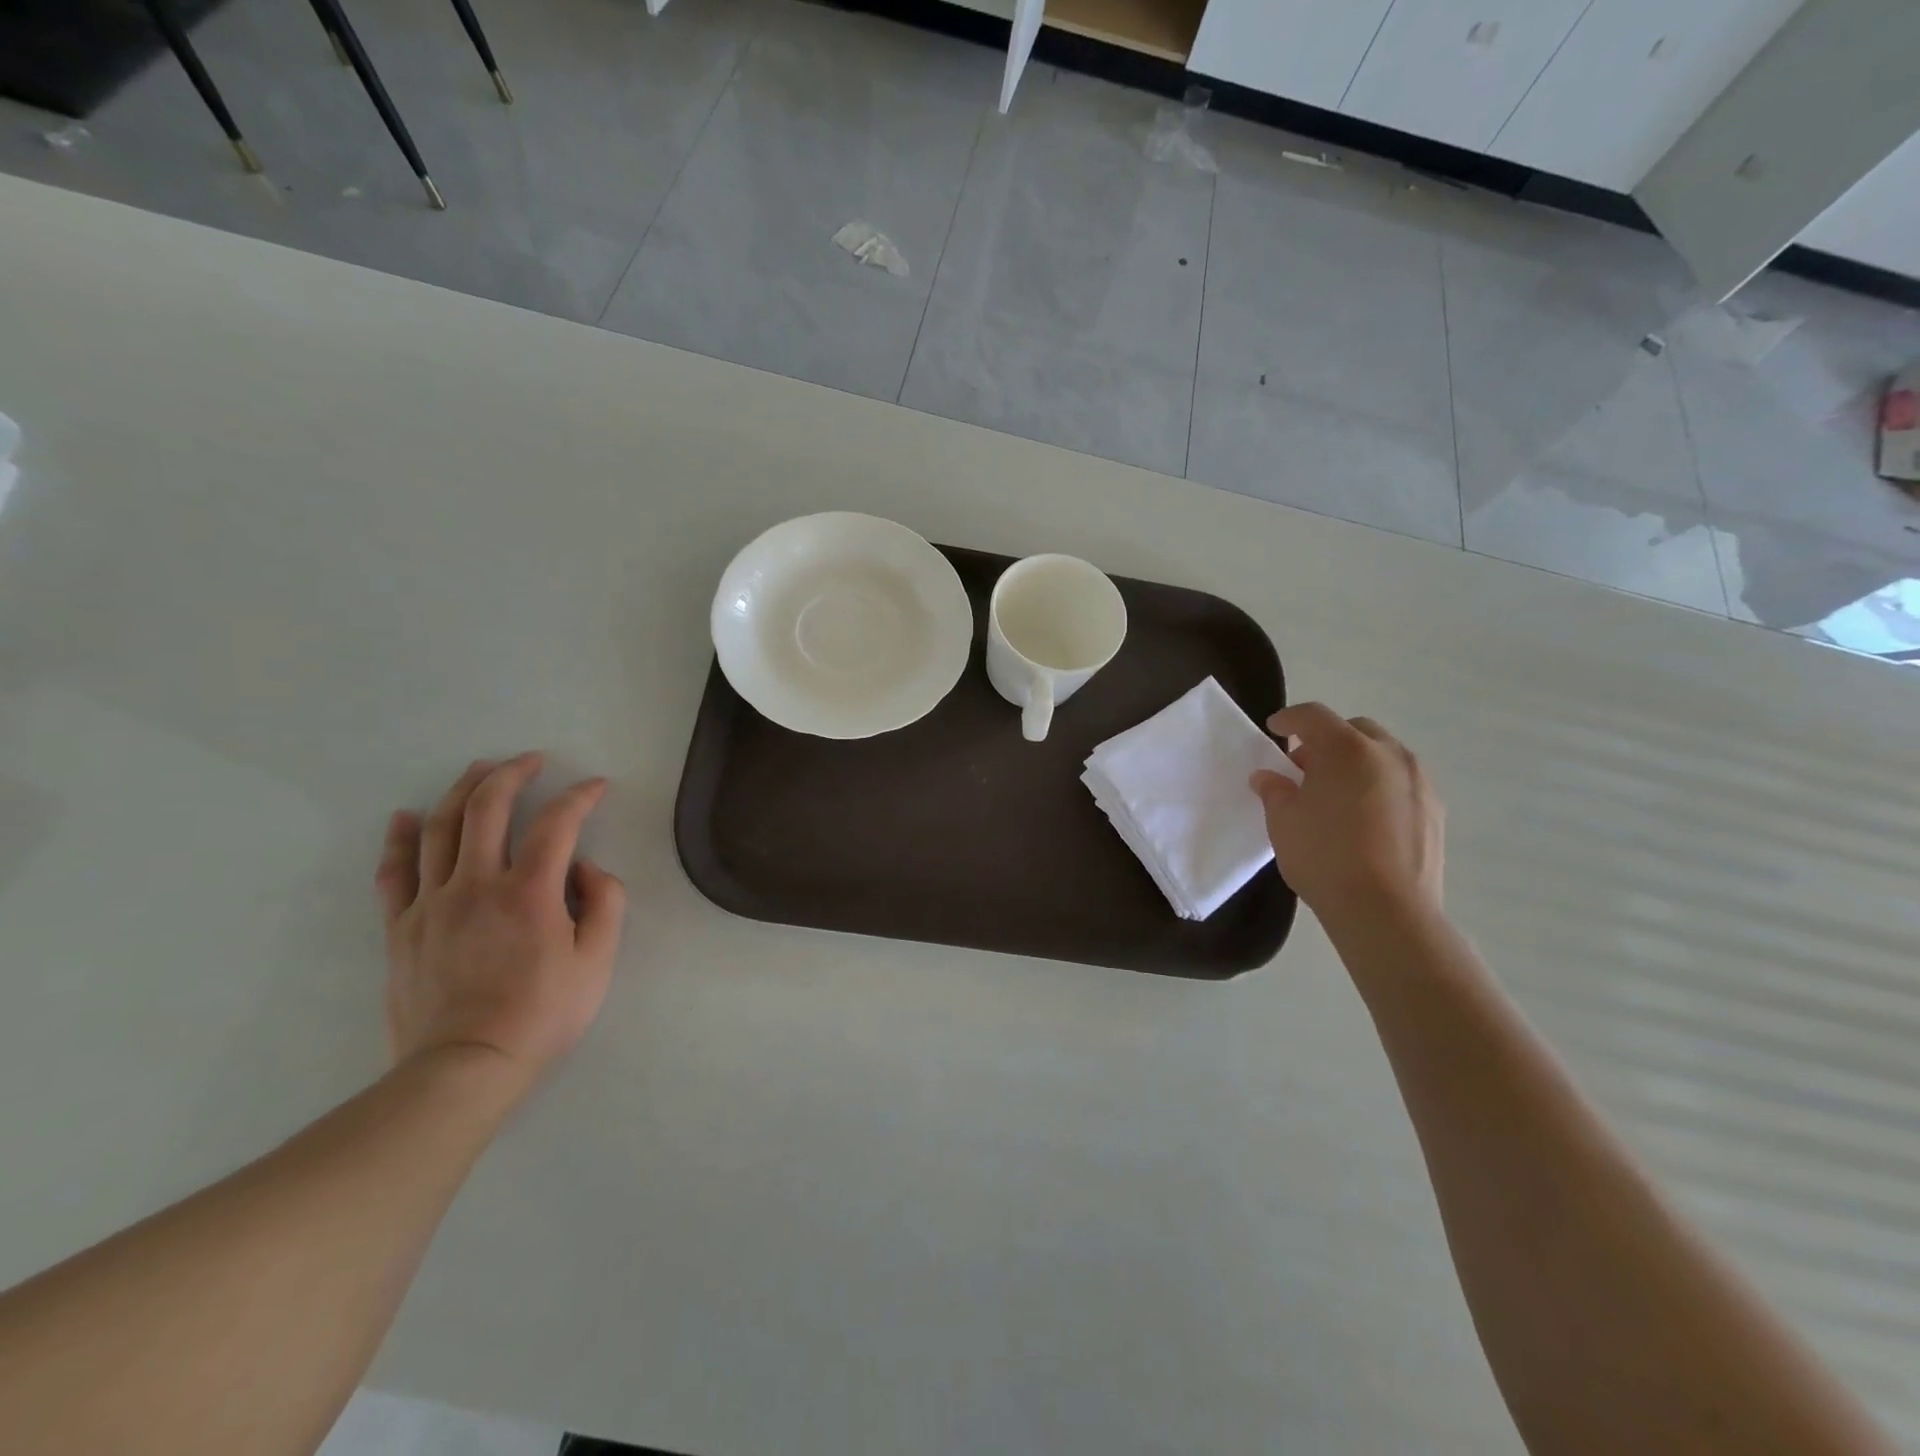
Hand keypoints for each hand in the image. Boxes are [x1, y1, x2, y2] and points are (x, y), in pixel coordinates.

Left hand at [375, 753, 626, 1088]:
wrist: (464, 1068)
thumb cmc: (542, 1014)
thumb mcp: (598, 962)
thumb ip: (604, 904)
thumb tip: (585, 868)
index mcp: (530, 892)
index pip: (557, 824)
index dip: (580, 796)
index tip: (596, 786)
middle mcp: (477, 884)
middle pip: (488, 809)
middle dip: (512, 773)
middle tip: (531, 759)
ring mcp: (432, 903)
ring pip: (440, 829)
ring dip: (462, 790)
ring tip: (479, 769)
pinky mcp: (402, 928)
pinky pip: (395, 872)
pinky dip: (401, 839)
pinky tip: (406, 818)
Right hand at [1250, 703, 1442, 925]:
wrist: (1386, 910)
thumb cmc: (1324, 857)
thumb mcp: (1283, 822)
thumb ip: (1274, 791)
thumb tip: (1268, 777)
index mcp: (1346, 749)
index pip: (1313, 716)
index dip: (1289, 719)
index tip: (1274, 729)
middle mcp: (1388, 754)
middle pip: (1354, 729)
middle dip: (1327, 740)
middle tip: (1305, 767)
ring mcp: (1418, 781)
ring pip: (1382, 755)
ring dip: (1357, 762)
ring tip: (1337, 794)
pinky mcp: (1435, 809)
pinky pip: (1401, 782)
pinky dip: (1380, 786)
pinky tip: (1364, 818)